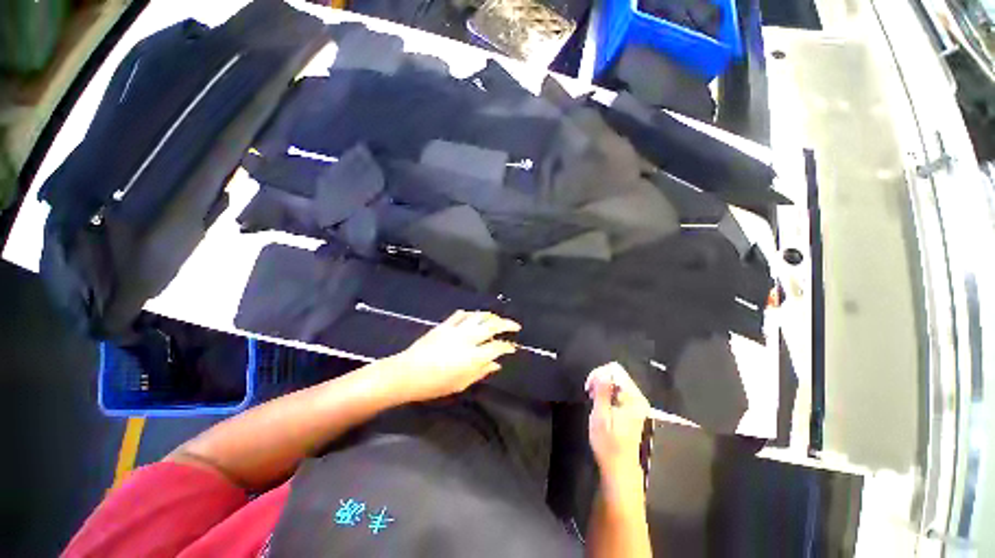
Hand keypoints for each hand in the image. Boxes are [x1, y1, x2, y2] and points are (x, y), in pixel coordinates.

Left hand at [385, 310, 519, 402]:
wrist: (407, 373)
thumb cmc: (435, 384)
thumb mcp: (461, 383)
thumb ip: (481, 372)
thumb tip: (496, 364)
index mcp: (473, 356)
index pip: (497, 346)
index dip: (508, 346)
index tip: (512, 348)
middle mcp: (468, 339)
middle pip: (492, 325)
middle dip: (507, 324)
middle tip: (515, 326)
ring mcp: (456, 329)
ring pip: (478, 316)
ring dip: (491, 316)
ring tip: (497, 319)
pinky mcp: (444, 325)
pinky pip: (461, 315)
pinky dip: (471, 314)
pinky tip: (474, 317)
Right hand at [587, 363, 649, 483]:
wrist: (619, 468)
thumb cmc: (608, 444)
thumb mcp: (600, 416)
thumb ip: (602, 391)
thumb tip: (602, 372)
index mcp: (632, 398)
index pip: (615, 370)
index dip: (598, 374)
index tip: (589, 388)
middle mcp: (638, 398)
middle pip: (616, 374)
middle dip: (600, 379)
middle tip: (589, 394)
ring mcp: (637, 403)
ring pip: (616, 381)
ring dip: (602, 387)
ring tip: (593, 399)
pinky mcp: (633, 409)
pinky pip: (618, 391)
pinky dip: (607, 393)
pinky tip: (601, 404)